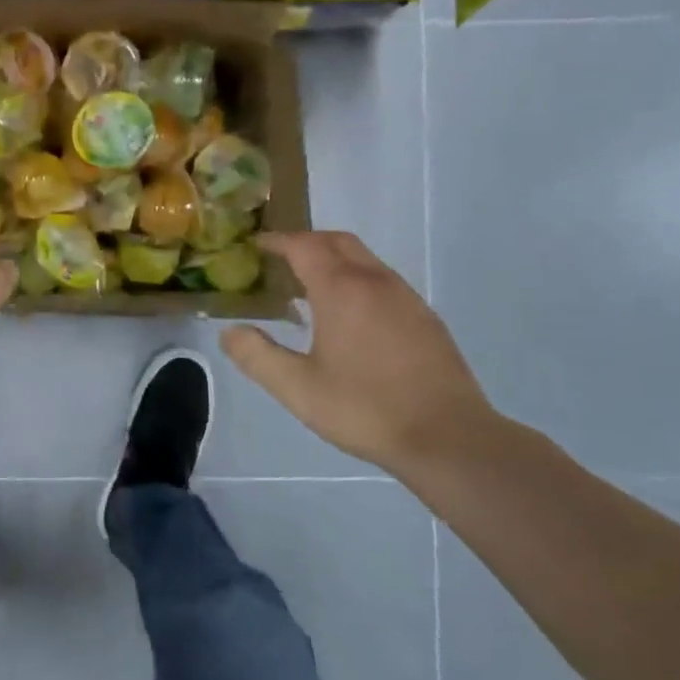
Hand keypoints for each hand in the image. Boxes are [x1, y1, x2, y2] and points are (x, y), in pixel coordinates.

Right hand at [220, 231, 497, 474]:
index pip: (304, 246)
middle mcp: (376, 282)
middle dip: (306, 242)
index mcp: (341, 290)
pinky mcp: (426, 319)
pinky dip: (357, 281)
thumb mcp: (297, 388)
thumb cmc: (365, 409)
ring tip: (309, 289)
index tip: (256, 246)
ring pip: (364, 260)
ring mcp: (406, 298)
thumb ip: (257, 356)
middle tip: (280, 261)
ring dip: (334, 261)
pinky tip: (349, 318)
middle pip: (338, 242)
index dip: (277, 241)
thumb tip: (229, 332)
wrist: (449, 439)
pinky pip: (383, 282)